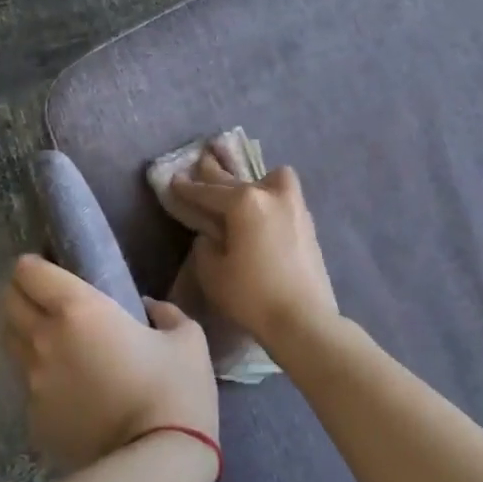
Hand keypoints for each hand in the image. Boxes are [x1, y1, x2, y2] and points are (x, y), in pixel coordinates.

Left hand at [1, 254, 218, 472]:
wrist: (157, 461)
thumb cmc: (176, 389)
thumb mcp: (187, 338)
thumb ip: (166, 313)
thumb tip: (150, 309)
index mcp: (79, 310)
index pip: (29, 272)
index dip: (35, 265)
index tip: (50, 268)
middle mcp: (44, 340)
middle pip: (10, 303)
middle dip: (23, 293)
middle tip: (49, 299)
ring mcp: (33, 384)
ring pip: (11, 344)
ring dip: (26, 334)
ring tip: (55, 342)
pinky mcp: (34, 421)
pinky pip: (28, 387)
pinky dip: (41, 379)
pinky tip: (70, 390)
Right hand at [168, 146, 338, 347]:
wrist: (303, 319)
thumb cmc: (251, 296)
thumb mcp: (213, 272)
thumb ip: (206, 246)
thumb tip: (213, 235)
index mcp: (244, 202)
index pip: (208, 192)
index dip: (187, 188)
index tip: (174, 180)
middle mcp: (271, 195)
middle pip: (237, 179)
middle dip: (216, 174)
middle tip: (202, 162)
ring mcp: (295, 207)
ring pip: (271, 179)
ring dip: (254, 181)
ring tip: (244, 190)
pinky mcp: (308, 224)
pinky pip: (285, 197)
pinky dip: (270, 198)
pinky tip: (263, 212)